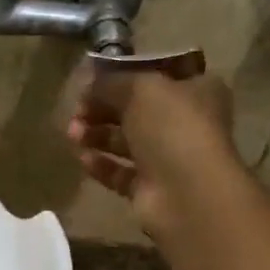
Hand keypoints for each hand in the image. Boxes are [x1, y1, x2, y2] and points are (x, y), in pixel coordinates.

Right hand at [67, 68, 238, 236]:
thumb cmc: (173, 127)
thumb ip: (112, 83)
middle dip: (102, 109)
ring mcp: (168, 159)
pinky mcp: (150, 189)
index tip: (93, 81)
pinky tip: (82, 159)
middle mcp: (185, 124)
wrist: (188, 192)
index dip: (125, 76)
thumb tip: (91, 85)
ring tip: (72, 134)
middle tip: (77, 110)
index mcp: (197, 91)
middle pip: (136, 111)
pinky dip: (101, 165)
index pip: (157, 77)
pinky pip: (120, 173)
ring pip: (125, 142)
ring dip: (97, 135)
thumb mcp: (140, 88)